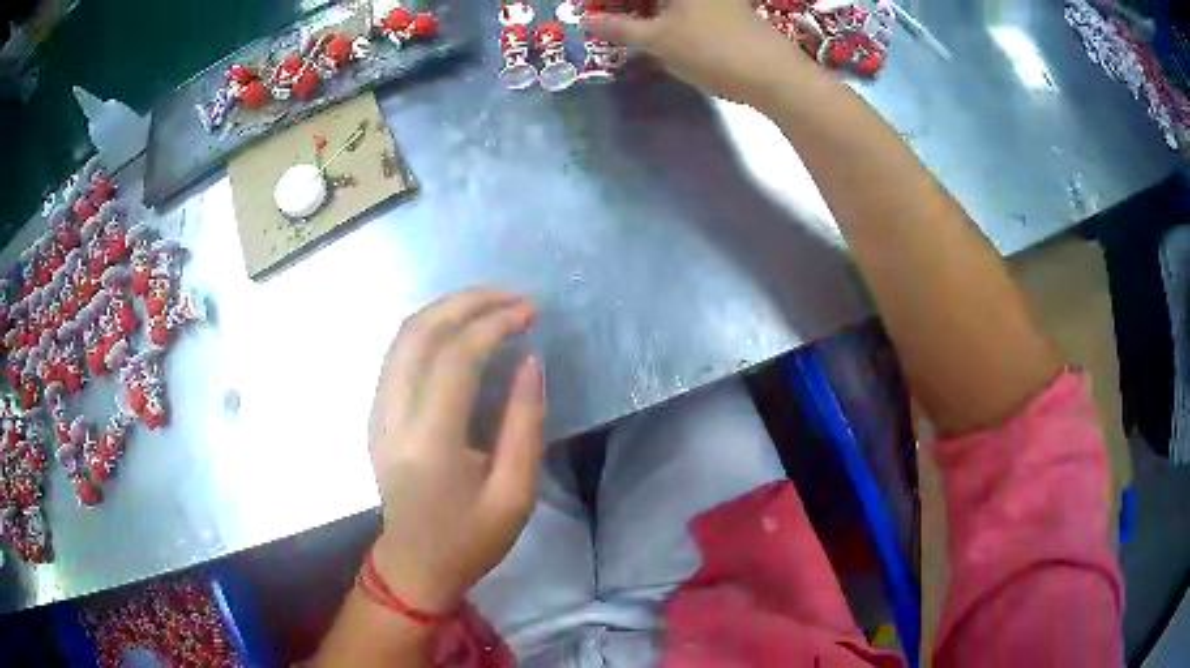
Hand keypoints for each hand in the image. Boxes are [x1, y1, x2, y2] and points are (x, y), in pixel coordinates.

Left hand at [367, 289, 545, 613]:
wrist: (414, 566)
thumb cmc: (470, 539)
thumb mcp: (515, 494)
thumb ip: (525, 424)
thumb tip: (531, 361)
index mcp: (429, 444)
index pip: (454, 359)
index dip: (493, 324)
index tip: (530, 313)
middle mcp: (392, 418)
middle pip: (418, 333)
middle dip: (466, 303)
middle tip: (511, 297)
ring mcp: (377, 414)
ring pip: (402, 337)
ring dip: (446, 310)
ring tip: (490, 306)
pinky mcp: (376, 415)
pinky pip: (398, 355)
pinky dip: (430, 330)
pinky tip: (459, 332)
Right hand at [586, 0, 811, 106]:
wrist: (775, 75)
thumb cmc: (711, 50)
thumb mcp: (657, 40)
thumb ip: (619, 28)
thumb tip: (587, 23)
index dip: (610, 4)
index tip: (594, 14)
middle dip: (628, 6)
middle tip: (607, 21)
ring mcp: (719, 0)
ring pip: (670, 2)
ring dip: (647, 10)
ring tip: (628, 29)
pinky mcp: (730, 10)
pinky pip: (688, 7)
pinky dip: (668, 15)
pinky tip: (660, 33)